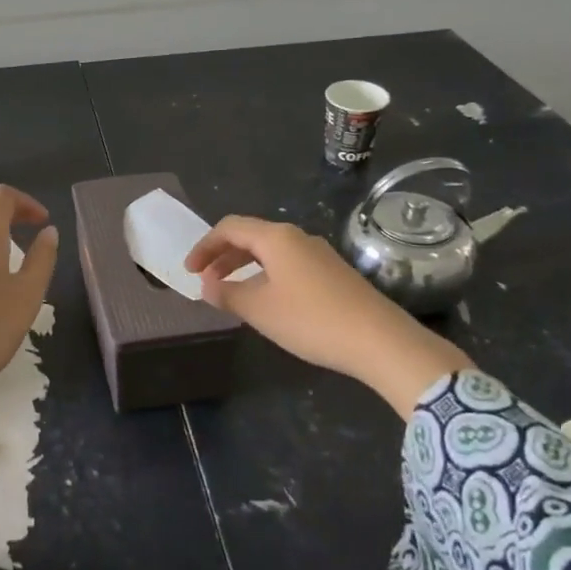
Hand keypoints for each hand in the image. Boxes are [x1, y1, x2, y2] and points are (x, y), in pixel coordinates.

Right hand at [185, 216, 472, 418]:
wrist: (381, 341)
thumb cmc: (311, 320)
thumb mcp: (259, 310)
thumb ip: (227, 294)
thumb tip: (207, 285)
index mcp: (276, 237)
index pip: (229, 228)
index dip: (204, 246)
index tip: (189, 271)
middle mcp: (297, 237)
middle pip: (250, 236)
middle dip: (223, 256)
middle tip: (205, 280)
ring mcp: (319, 254)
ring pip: (271, 252)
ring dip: (244, 267)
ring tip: (231, 292)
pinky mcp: (334, 273)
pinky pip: (288, 264)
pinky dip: (266, 275)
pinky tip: (267, 301)